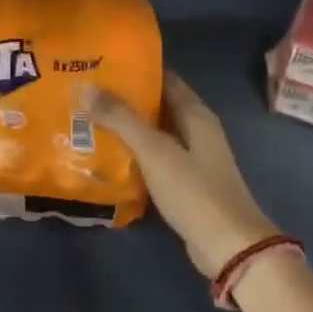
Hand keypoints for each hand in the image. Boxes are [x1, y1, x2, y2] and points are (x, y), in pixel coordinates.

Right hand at [89, 72, 280, 277]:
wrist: (228, 246)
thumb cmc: (194, 192)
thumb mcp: (155, 151)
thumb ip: (121, 119)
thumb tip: (85, 87)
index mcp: (196, 115)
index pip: (165, 79)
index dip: (136, 70)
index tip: (100, 65)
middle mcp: (197, 132)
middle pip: (157, 107)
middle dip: (124, 100)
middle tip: (84, 95)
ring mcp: (192, 160)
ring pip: (154, 136)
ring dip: (126, 130)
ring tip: (86, 122)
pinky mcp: (184, 186)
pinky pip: (154, 162)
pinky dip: (133, 156)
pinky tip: (106, 159)